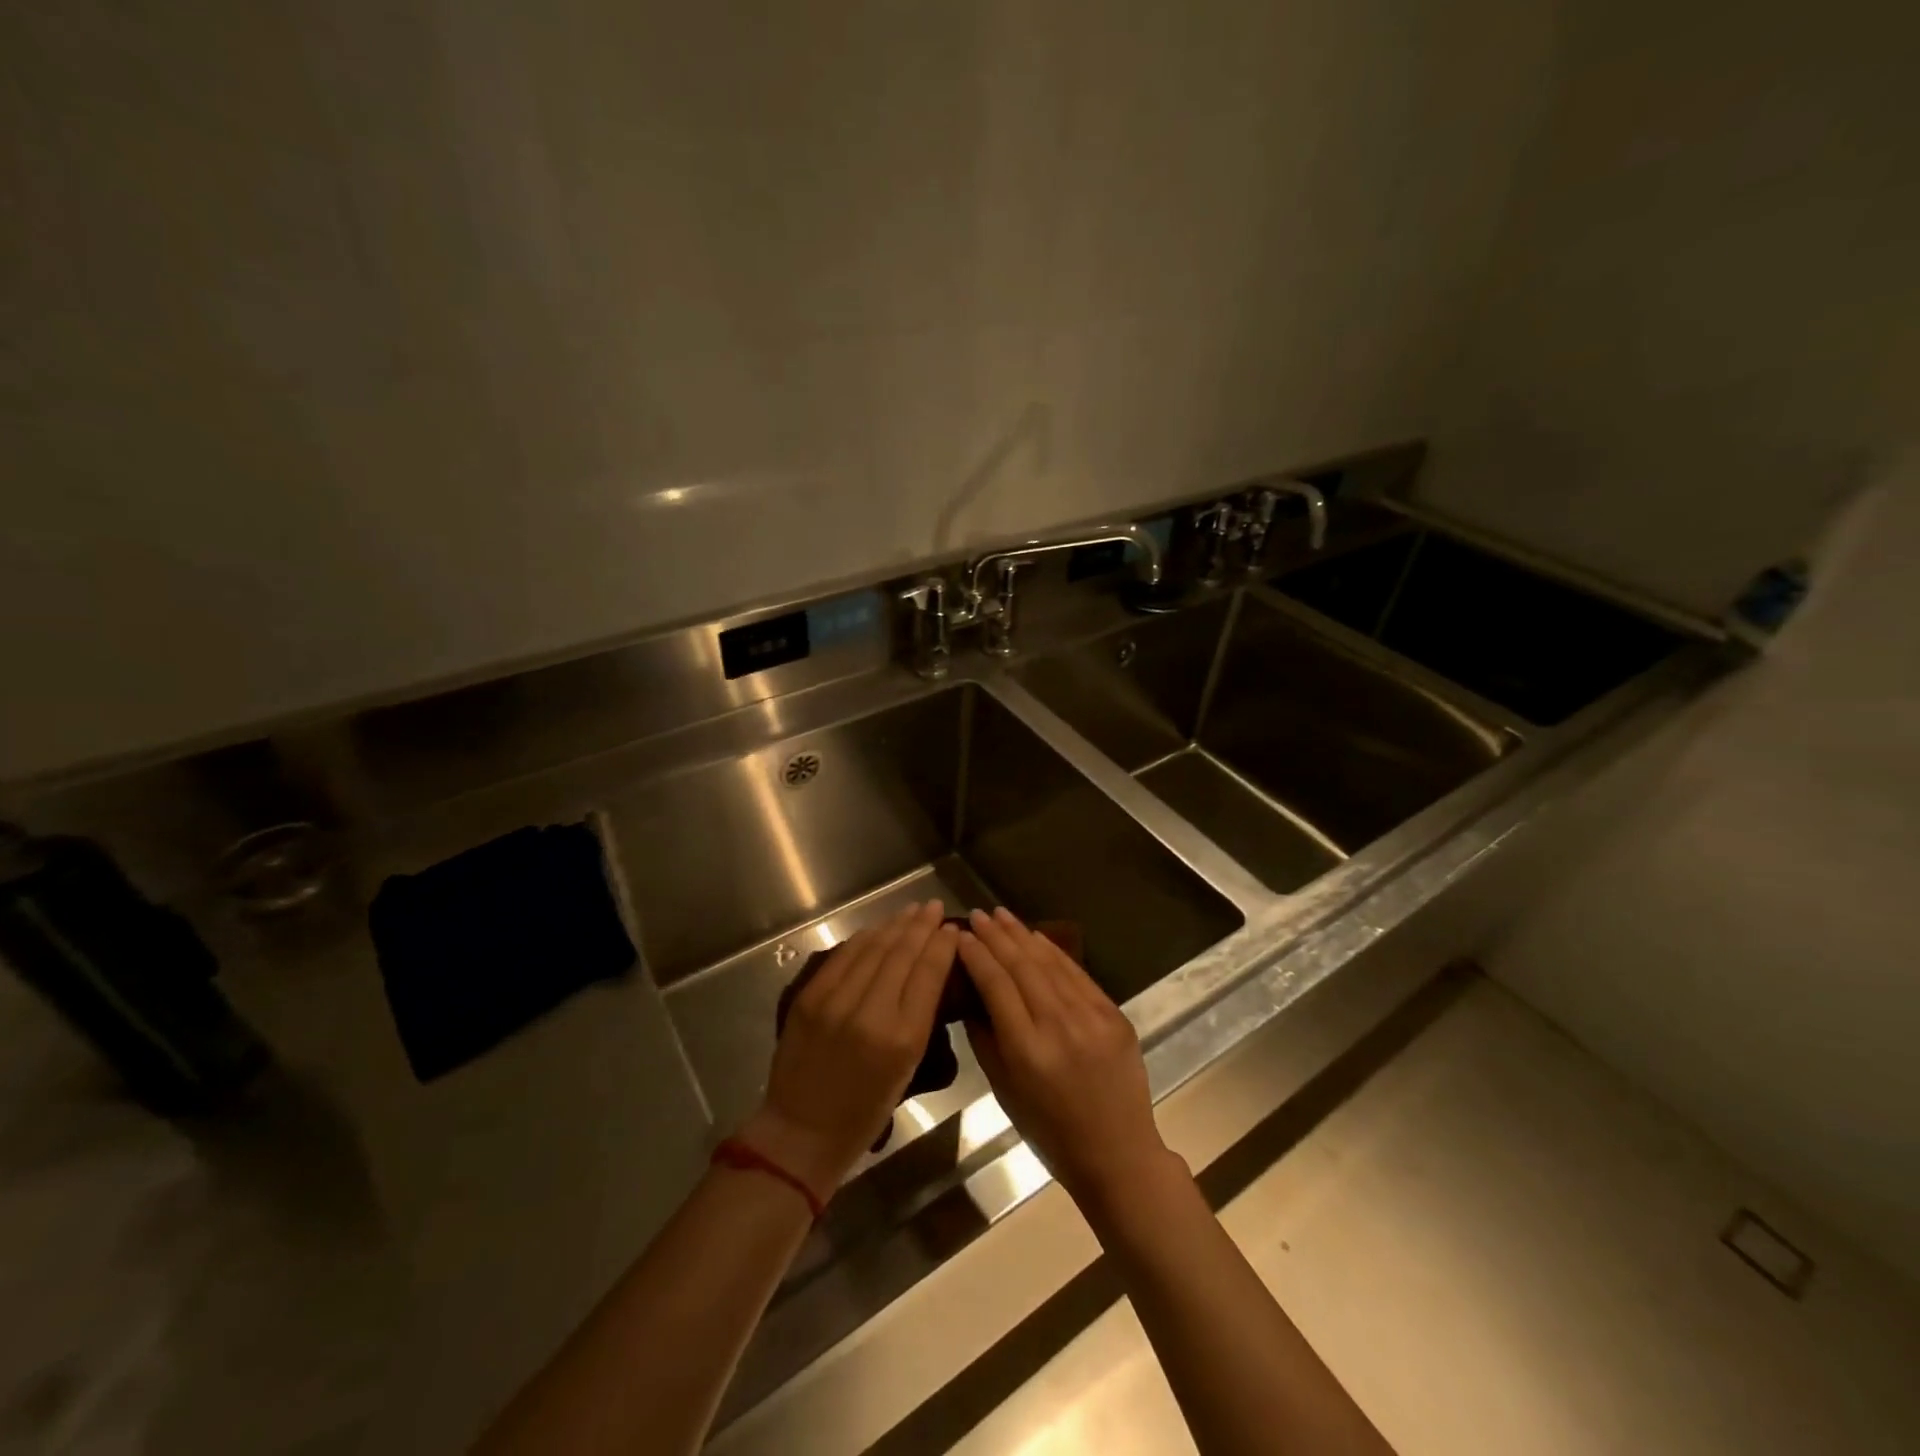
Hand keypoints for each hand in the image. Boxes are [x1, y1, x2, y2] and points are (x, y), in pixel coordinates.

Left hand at [739, 901, 957, 1204]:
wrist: (802, 1131)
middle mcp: (871, 1013)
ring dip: (895, 925)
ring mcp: (836, 1001)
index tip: (952, 927)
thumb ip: (919, 1016)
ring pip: (873, 948)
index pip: (928, 973)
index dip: (942, 944)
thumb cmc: (865, 1110)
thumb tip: (930, 970)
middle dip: (921, 925)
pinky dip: (865, 938)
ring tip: (911, 910)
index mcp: (903, 1038)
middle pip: (902, 953)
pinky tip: (878, 928)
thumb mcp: (908, 1067)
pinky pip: (844, 956)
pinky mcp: (810, 997)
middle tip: (934, 906)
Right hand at [957, 907, 1182, 1213]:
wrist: (1118, 1153)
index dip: (976, 956)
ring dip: (1023, 935)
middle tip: (977, 914)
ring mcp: (1091, 1017)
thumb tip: (970, 998)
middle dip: (996, 936)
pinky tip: (1037, 937)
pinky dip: (1054, 952)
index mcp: (1027, 1050)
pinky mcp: (1114, 1015)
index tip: (960, 935)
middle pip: (1021, 966)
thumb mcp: (1005, 1092)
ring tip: (1001, 915)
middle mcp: (1059, 1025)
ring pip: (1050, 963)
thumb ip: (985, 1040)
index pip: (996, 985)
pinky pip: (1078, 974)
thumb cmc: (1051, 1132)